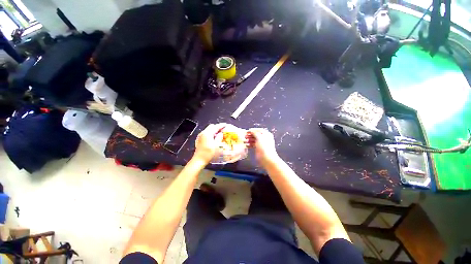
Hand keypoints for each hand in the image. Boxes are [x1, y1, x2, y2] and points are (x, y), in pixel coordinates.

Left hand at [193, 123, 225, 163]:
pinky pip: (206, 133)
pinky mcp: (199, 139)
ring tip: (219, 133)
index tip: (226, 125)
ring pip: (208, 129)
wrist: (199, 160)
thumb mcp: (217, 145)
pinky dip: (211, 133)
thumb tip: (221, 133)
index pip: (215, 127)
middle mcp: (203, 133)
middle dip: (217, 127)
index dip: (221, 125)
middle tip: (223, 129)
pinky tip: (214, 137)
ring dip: (214, 130)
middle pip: (211, 126)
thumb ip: (219, 137)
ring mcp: (200, 136)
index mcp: (207, 133)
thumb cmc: (209, 153)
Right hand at [246, 128, 278, 164]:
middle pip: (256, 135)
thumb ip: (255, 133)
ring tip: (244, 141)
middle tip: (244, 136)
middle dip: (250, 135)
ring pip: (254, 140)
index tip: (247, 131)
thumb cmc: (264, 146)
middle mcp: (264, 138)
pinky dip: (249, 144)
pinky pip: (253, 144)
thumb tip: (251, 130)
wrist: (267, 158)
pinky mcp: (258, 148)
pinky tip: (246, 145)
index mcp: (266, 134)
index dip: (253, 130)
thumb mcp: (259, 137)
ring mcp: (261, 144)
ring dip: (249, 140)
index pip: (259, 130)